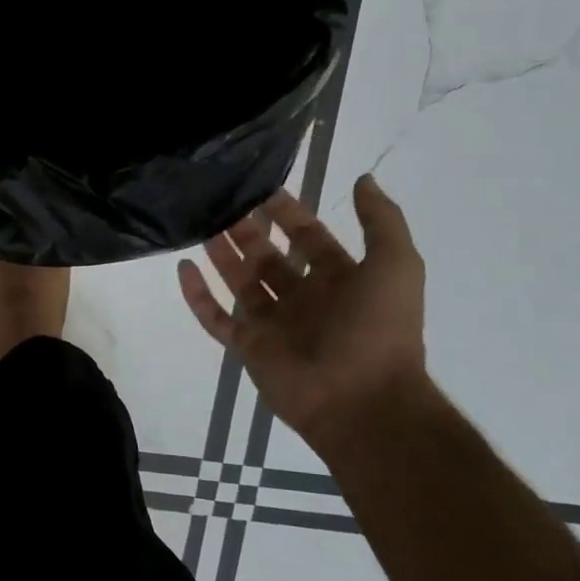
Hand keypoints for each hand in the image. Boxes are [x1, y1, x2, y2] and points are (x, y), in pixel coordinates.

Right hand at [178, 175, 427, 449]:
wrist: (363, 401)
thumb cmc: (379, 329)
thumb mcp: (396, 265)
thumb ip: (381, 221)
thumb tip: (362, 178)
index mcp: (339, 280)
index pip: (307, 237)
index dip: (287, 212)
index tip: (260, 186)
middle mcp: (304, 298)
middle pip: (268, 256)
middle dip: (247, 229)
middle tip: (220, 201)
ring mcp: (273, 323)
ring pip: (239, 281)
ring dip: (221, 254)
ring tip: (198, 223)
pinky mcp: (248, 347)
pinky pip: (216, 318)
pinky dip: (198, 294)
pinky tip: (183, 267)